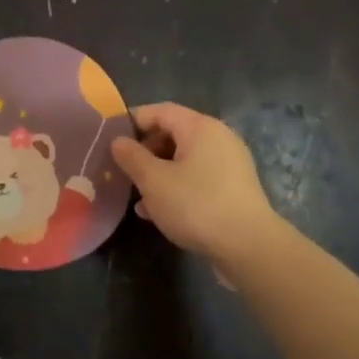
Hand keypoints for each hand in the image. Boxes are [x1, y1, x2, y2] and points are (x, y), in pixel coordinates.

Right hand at [110, 103, 279, 267]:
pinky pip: (197, 178)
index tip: (110, 138)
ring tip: (136, 196)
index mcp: (200, 127)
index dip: (133, 121)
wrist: (248, 246)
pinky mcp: (233, 188)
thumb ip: (132, 157)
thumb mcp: (153, 181)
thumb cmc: (196, 205)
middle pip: (173, 134)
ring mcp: (229, 164)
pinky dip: (176, 187)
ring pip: (184, 160)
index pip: (160, 111)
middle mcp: (218, 138)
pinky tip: (157, 212)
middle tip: (123, 171)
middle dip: (145, 151)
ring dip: (158, 173)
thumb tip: (118, 141)